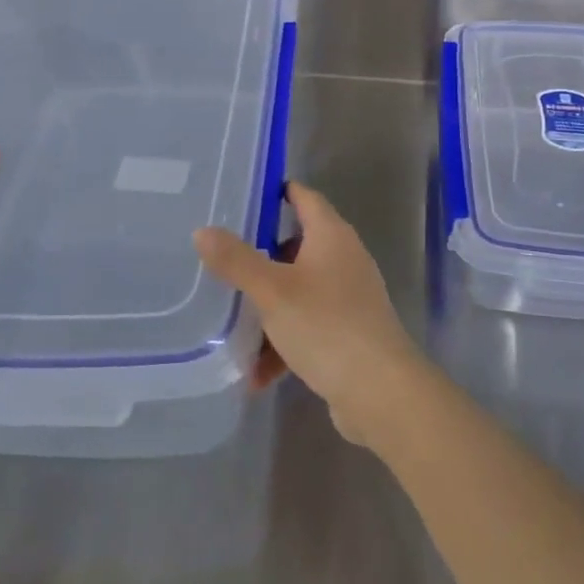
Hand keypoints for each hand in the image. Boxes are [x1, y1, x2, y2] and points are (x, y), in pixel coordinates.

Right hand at [194, 182, 425, 446]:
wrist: (380, 391)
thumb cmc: (326, 326)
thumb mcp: (272, 291)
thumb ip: (236, 260)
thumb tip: (202, 231)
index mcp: (332, 235)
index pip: (305, 197)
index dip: (278, 192)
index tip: (244, 195)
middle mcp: (344, 258)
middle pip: (298, 245)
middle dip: (262, 257)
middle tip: (223, 260)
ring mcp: (349, 297)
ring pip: (299, 291)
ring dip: (269, 309)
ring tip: (231, 326)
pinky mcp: (349, 332)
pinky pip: (308, 327)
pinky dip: (284, 343)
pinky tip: (257, 374)